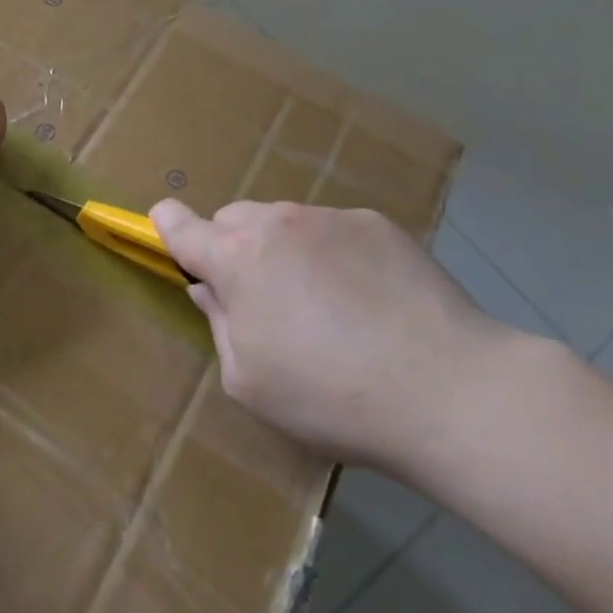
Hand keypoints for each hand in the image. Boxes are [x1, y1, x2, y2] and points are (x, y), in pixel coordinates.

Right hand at [151, 200, 530, 476]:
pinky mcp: (378, 223)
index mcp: (237, 258)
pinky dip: (334, 254)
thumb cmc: (329, 395)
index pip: (180, 224)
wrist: (446, 389)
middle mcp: (278, 222)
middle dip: (234, 250)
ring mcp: (331, 217)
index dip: (166, 226)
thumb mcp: (249, 381)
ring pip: (286, 223)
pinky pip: (335, 231)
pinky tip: (368, 300)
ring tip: (326, 307)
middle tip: (262, 300)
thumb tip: (211, 290)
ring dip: (286, 252)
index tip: (169, 233)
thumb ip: (220, 325)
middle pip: (234, 220)